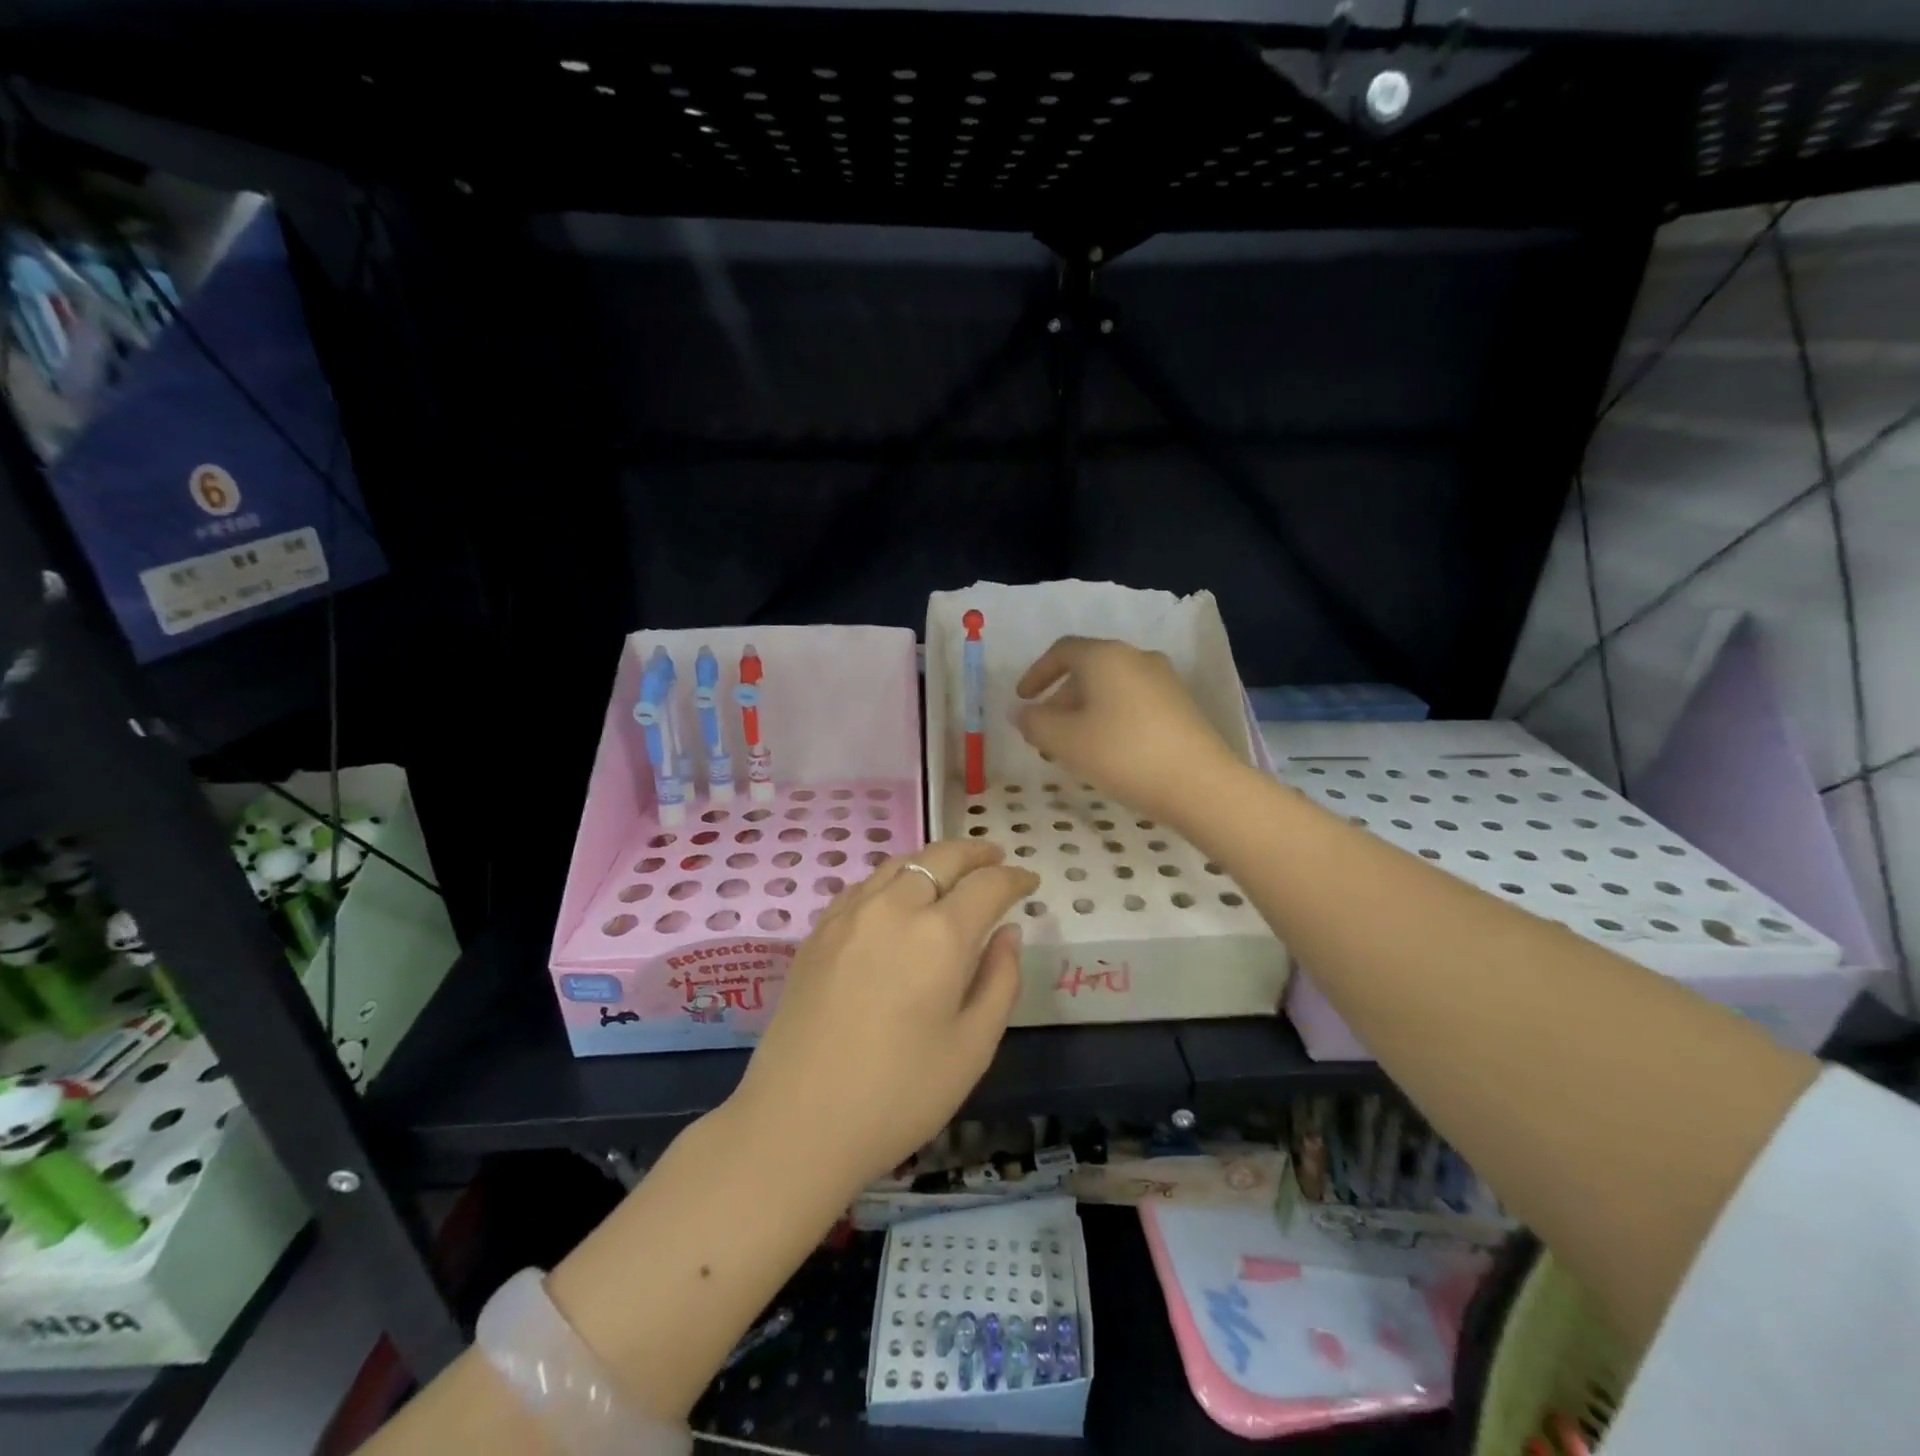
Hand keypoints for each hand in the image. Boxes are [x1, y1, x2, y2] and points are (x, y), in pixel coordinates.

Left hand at [728, 841, 1039, 1194]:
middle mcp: (894, 908)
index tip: (1029, 881)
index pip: (987, 885)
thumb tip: (1007, 934)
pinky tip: (897, 898)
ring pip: (899, 864)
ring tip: (951, 872)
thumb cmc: (899, 1094)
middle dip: (975, 853)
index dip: (1014, 878)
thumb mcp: (972, 1048)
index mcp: (939, 936)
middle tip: (995, 858)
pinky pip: (865, 885)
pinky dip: (893, 878)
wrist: (798, 1122)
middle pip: (940, 858)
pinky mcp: (819, 931)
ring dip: (932, 861)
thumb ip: (999, 981)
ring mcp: (849, 915)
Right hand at [1014, 635, 1242, 827]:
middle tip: (1045, 732)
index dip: (1036, 674)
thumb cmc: (1122, 754)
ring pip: (1111, 688)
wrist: (1200, 784)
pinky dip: (1110, 718)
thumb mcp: (1065, 741)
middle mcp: (1136, 657)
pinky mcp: (1181, 705)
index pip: (1061, 651)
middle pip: (1087, 669)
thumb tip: (1023, 713)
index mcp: (1105, 656)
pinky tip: (1107, 751)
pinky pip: (1133, 702)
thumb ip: (1035, 723)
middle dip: (1060, 699)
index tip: (1022, 700)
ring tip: (1073, 747)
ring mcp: (1164, 680)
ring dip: (1085, 712)